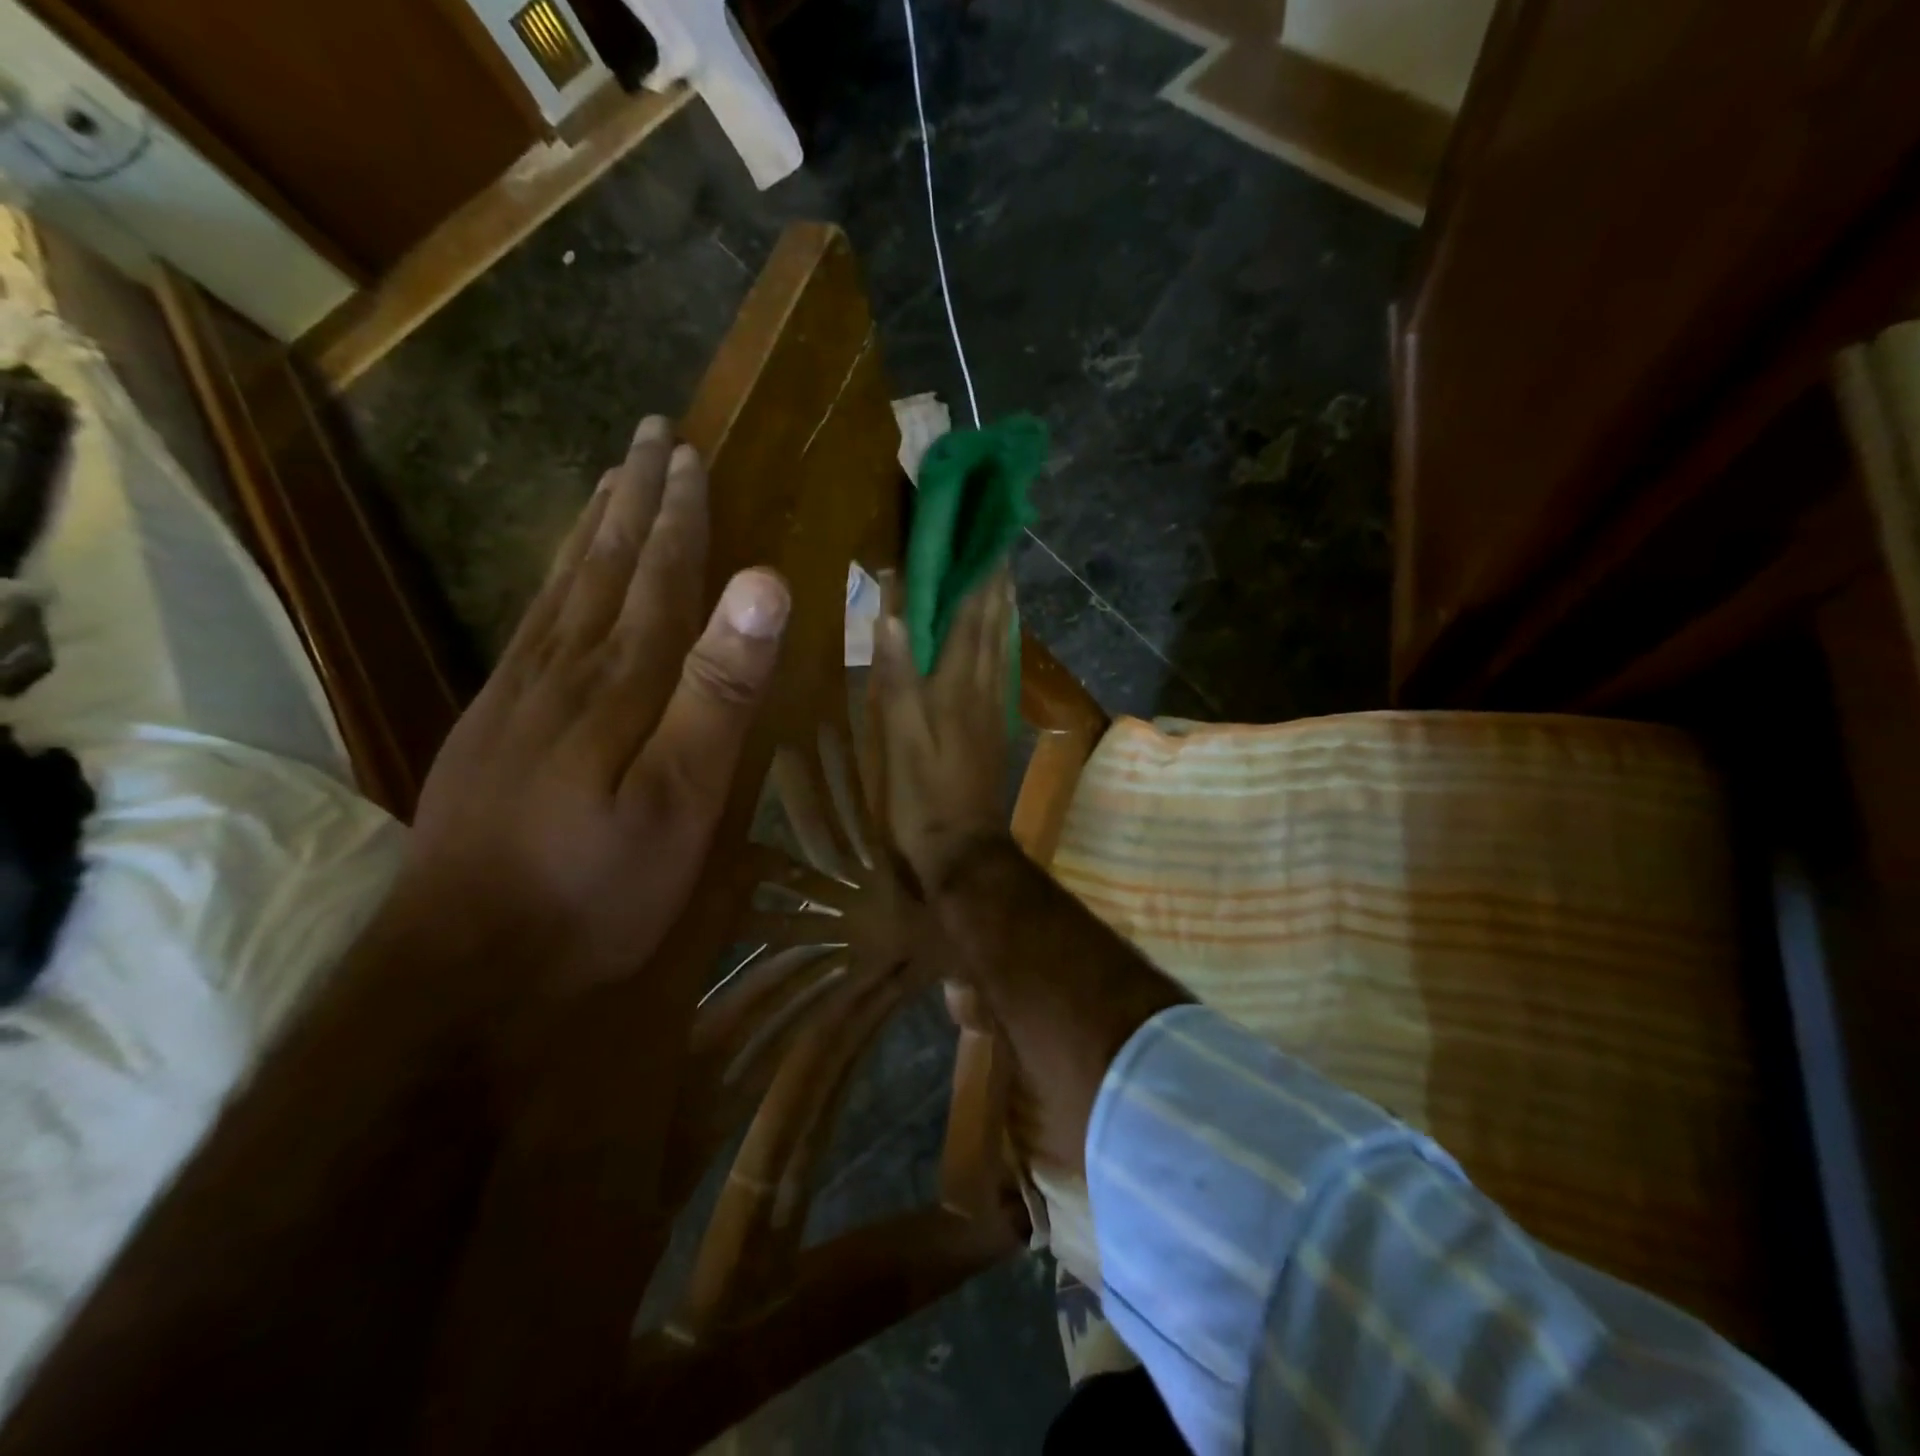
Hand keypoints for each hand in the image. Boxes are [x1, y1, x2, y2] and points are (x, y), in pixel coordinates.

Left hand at [399, 415, 788, 1000]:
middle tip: (651, 437)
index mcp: (619, 684)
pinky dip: (552, 585)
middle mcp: (564, 671)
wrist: (465, 966)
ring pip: (561, 589)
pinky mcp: (492, 728)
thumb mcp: (681, 800)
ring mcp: (517, 698)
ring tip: (611, 480)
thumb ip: (719, 691)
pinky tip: (559, 581)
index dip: (681, 516)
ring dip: (591, 529)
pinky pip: (530, 629)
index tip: (693, 454)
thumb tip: (764, 585)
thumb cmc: (597, 888)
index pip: (659, 578)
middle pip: (603, 566)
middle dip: (633, 499)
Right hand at [870, 570, 1014, 892]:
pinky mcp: (994, 724)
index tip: (980, 532)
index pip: (971, 615)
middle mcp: (983, 686)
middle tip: (993, 540)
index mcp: (959, 684)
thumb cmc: (923, 794)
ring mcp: (993, 706)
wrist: (963, 847)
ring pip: (1002, 643)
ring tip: (1001, 573)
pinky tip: (1000, 633)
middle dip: (993, 579)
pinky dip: (1002, 639)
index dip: (976, 573)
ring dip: (1002, 605)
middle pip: (993, 622)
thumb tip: (894, 613)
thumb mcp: (900, 738)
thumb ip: (898, 676)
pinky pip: (1002, 668)